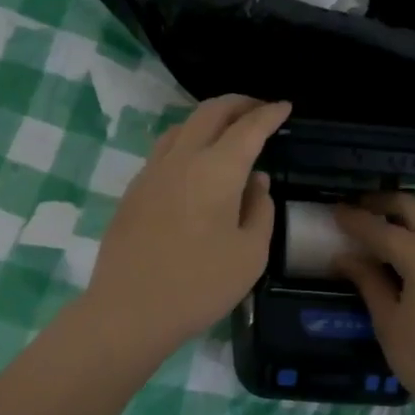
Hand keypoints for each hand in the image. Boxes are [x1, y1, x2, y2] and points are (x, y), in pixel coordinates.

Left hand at [85, 95, 291, 356]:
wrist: (129, 309)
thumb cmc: (200, 285)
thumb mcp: (250, 254)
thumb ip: (261, 210)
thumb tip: (256, 182)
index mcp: (217, 170)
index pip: (248, 128)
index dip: (269, 114)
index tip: (284, 107)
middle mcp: (182, 159)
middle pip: (210, 113)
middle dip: (238, 104)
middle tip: (258, 109)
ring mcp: (151, 172)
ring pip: (182, 127)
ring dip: (208, 120)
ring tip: (226, 131)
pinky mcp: (133, 191)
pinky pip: (164, 151)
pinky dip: (187, 142)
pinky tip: (194, 164)